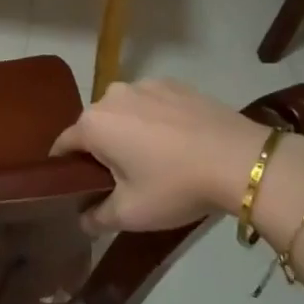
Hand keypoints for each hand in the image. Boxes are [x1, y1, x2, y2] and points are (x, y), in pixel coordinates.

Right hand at [51, 79, 303, 232]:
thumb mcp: (130, 213)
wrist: (240, 160)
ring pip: (124, 112)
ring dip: (129, 132)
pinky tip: (178, 143)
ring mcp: (145, 85)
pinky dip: (156, 120)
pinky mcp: (175, 84)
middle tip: (121, 180)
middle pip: (94, 126)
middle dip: (101, 150)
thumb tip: (82, 219)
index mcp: (93, 124)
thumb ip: (96, 217)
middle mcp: (112, 95)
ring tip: (154, 160)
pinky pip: (152, 104)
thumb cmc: (175, 186)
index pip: (63, 145)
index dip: (65, 168)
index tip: (77, 187)